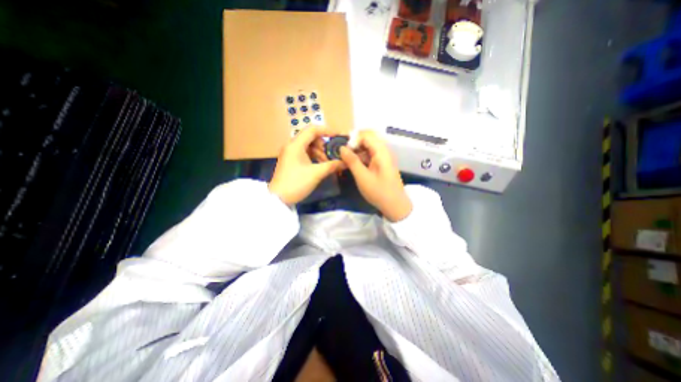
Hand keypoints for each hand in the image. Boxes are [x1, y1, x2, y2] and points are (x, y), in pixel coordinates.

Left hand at [267, 127, 342, 205]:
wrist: (278, 199)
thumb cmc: (297, 183)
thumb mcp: (316, 174)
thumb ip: (332, 165)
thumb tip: (346, 162)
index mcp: (296, 144)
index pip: (313, 129)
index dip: (327, 130)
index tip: (339, 136)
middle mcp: (291, 145)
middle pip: (311, 137)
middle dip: (323, 145)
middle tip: (331, 155)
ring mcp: (290, 153)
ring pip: (308, 146)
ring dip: (319, 152)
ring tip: (326, 164)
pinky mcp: (290, 160)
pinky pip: (304, 153)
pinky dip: (313, 157)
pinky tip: (319, 166)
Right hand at [339, 129, 411, 221]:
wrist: (395, 205)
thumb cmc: (379, 192)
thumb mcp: (362, 177)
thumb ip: (352, 161)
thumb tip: (341, 148)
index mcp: (381, 151)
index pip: (366, 135)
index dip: (353, 139)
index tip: (343, 150)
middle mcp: (384, 150)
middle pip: (369, 137)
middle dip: (355, 142)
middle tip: (344, 151)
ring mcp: (384, 156)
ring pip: (370, 145)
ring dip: (358, 149)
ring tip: (347, 158)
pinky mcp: (383, 163)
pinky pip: (371, 153)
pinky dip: (362, 156)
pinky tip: (355, 163)